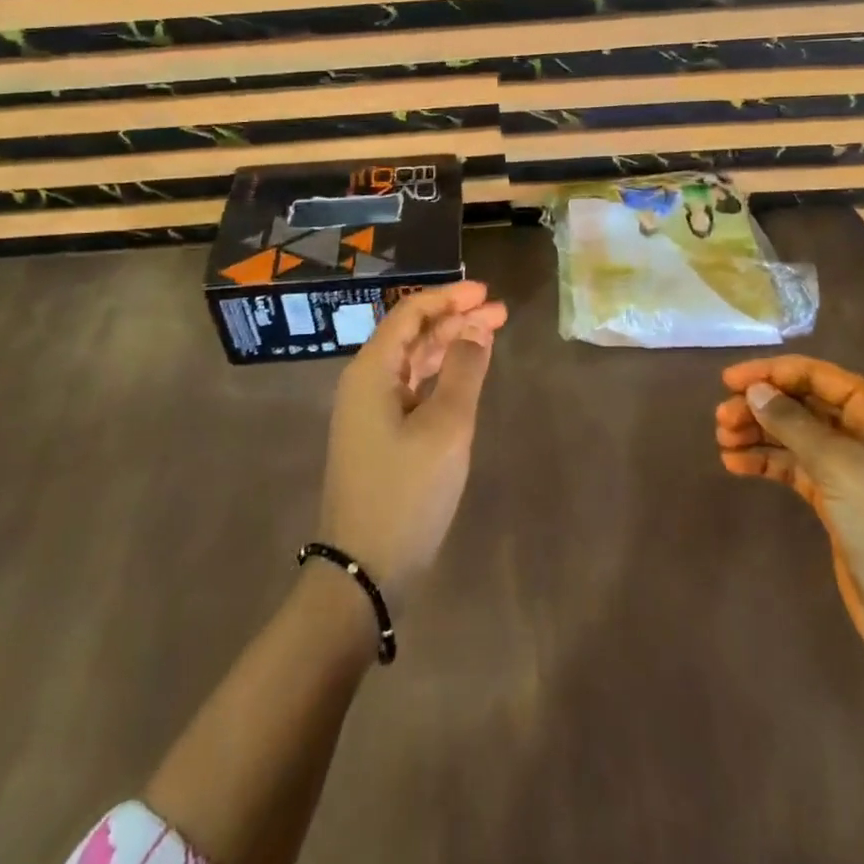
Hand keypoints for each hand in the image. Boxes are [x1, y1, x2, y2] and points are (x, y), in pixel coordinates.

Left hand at [319, 281, 507, 610]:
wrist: (363, 571)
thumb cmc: (406, 492)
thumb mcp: (445, 428)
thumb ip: (464, 371)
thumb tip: (476, 328)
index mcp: (371, 371)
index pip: (410, 314)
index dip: (449, 297)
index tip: (487, 292)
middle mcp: (365, 383)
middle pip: (412, 335)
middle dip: (456, 319)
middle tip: (500, 312)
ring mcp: (369, 412)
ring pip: (413, 362)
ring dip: (450, 345)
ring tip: (491, 334)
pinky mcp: (379, 437)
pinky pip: (411, 388)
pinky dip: (440, 375)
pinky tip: (465, 375)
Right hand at [714, 355, 863, 660]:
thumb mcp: (839, 465)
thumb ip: (792, 422)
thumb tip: (754, 390)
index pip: (819, 376)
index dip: (772, 373)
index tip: (729, 381)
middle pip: (803, 404)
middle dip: (761, 407)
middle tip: (721, 420)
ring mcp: (853, 468)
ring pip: (795, 435)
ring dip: (758, 433)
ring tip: (723, 442)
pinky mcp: (838, 498)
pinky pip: (795, 466)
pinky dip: (766, 461)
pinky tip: (735, 464)